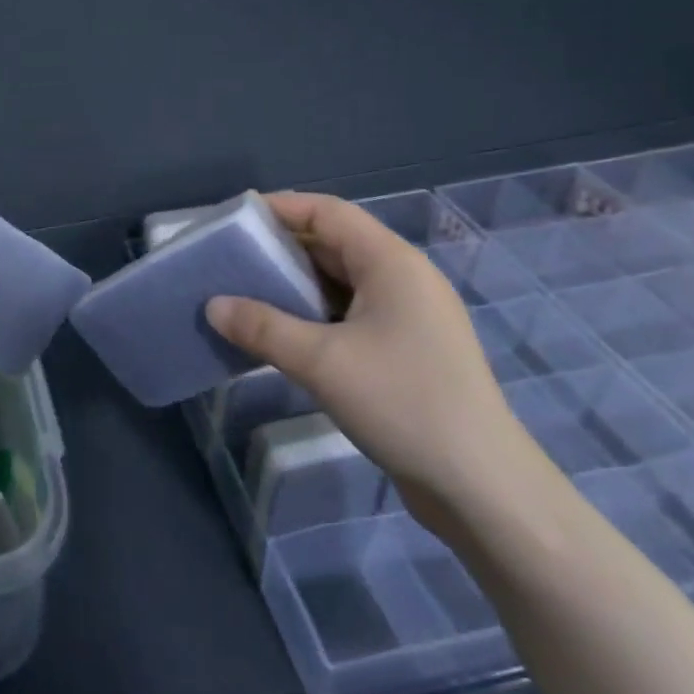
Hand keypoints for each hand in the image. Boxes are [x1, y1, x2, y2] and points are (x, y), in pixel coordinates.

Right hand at [205, 193, 547, 532]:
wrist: (480, 485)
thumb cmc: (402, 403)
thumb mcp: (320, 361)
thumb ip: (261, 327)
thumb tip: (212, 305)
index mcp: (392, 263)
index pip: (329, 212)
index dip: (281, 208)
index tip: (234, 220)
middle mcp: (404, 279)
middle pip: (335, 244)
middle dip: (282, 248)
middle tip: (231, 260)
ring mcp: (410, 316)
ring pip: (342, 282)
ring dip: (296, 285)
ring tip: (246, 295)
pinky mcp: (408, 350)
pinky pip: (351, 314)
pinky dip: (314, 315)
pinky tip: (282, 335)